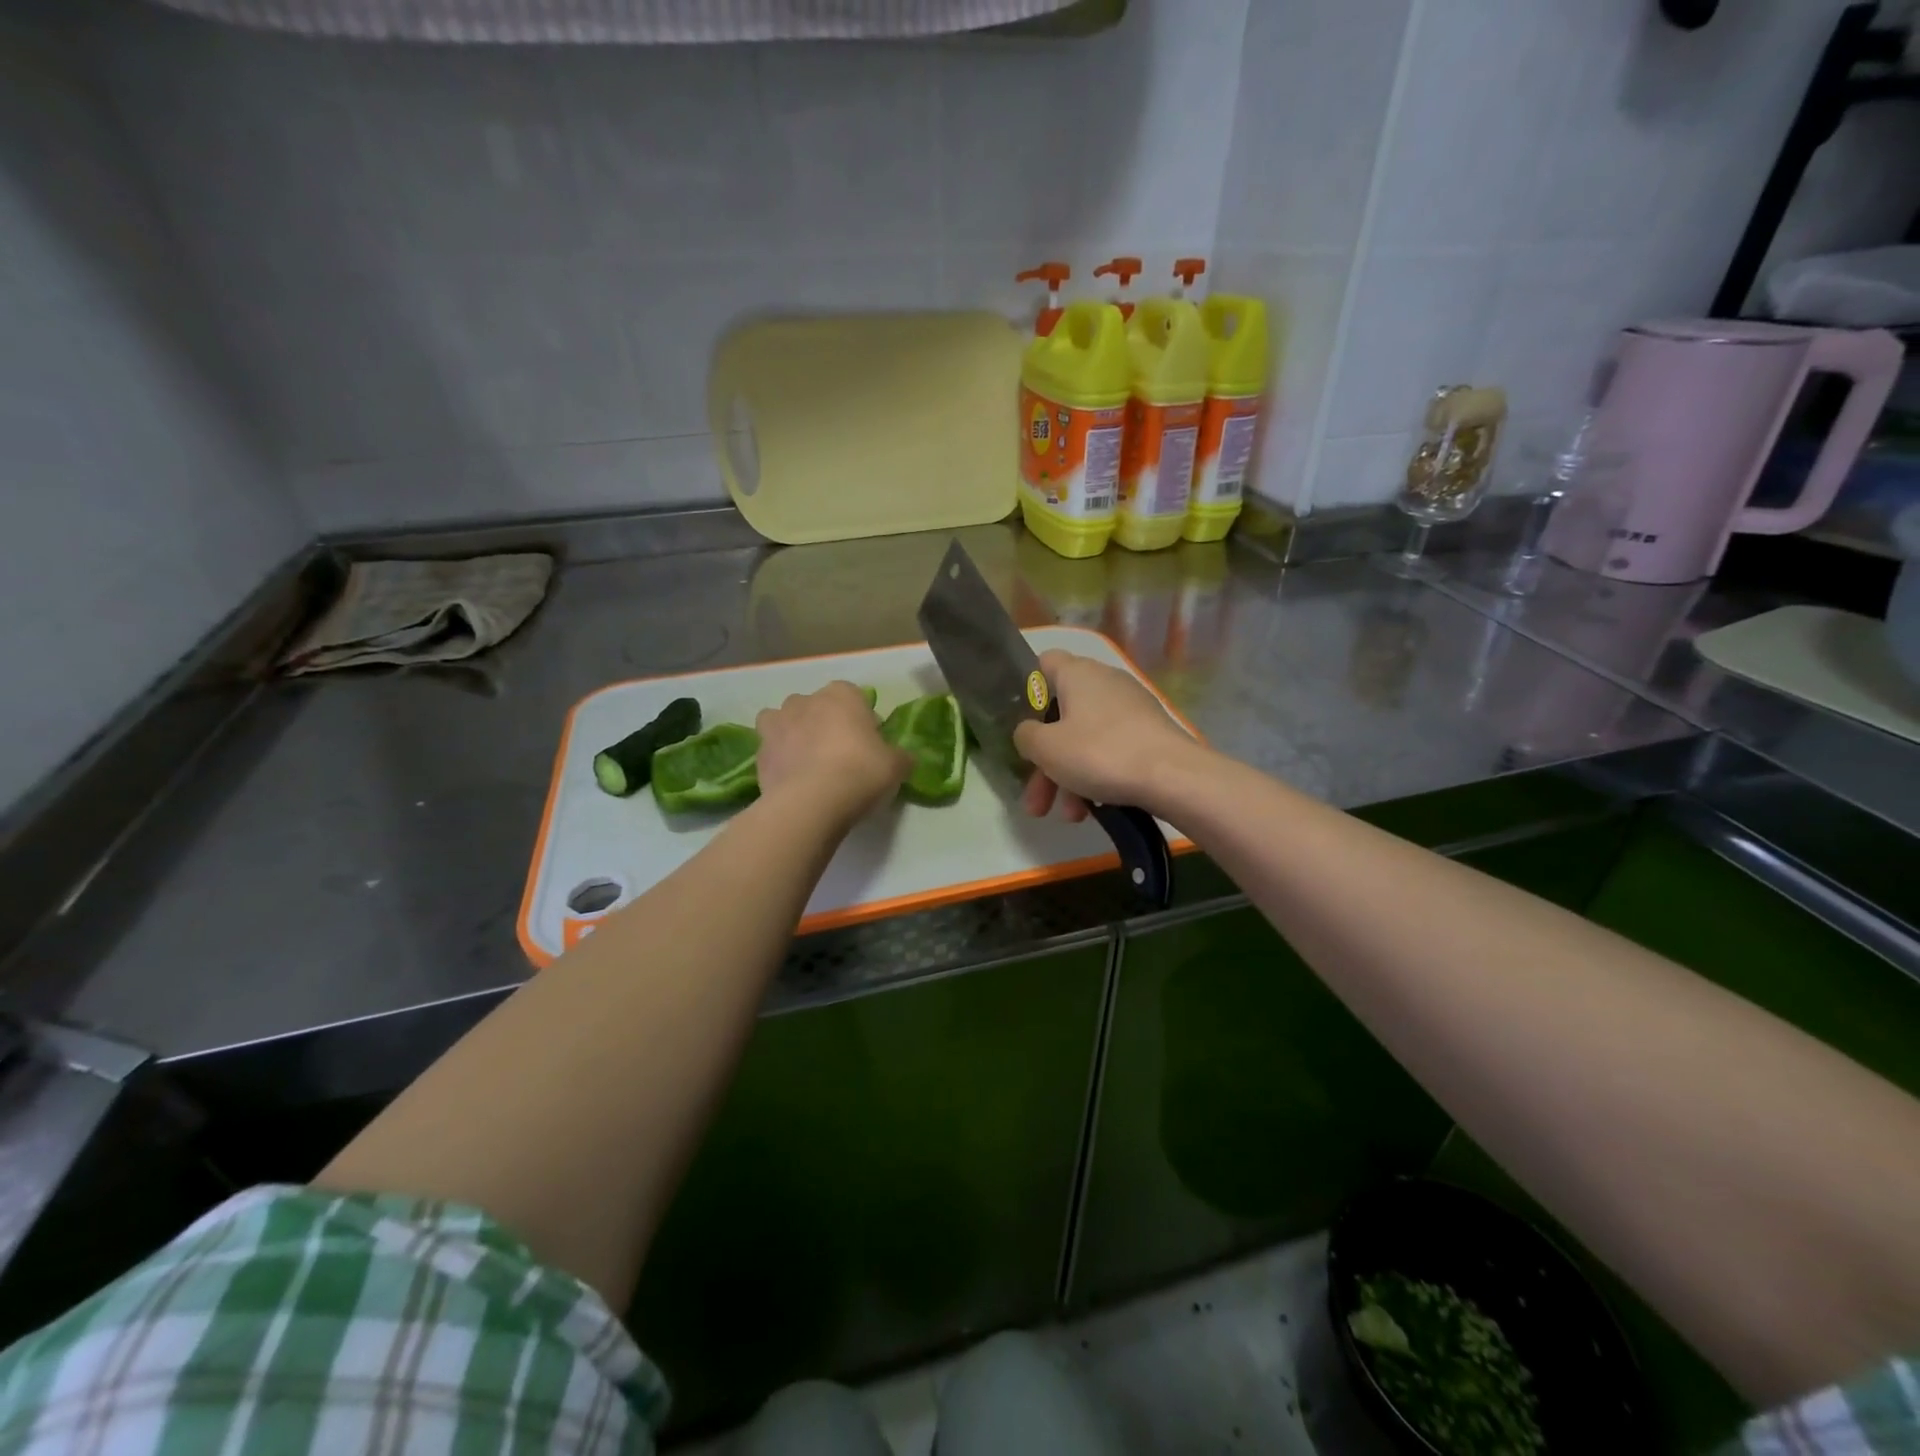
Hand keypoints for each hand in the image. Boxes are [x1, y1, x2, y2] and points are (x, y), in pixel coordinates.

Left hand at [755, 681, 907, 826]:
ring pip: (784, 720)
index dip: (861, 718)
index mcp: (841, 695)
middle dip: (824, 722)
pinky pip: (771, 750)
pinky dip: (779, 760)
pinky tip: (792, 781)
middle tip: (840, 754)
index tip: (869, 742)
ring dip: (793, 734)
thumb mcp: (896, 766)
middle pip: (816, 706)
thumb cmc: (860, 772)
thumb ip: (900, 757)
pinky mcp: (759, 752)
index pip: (853, 695)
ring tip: (808, 762)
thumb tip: (904, 759)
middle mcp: (806, 701)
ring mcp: (777, 724)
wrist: (811, 803)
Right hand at [1014, 651, 1204, 822]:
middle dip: (1045, 761)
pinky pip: (1111, 750)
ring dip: (1069, 777)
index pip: (1043, 664)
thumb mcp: (1046, 748)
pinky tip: (1095, 809)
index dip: (1026, 689)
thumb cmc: (1101, 753)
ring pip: (1085, 739)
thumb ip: (1025, 736)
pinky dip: (1097, 776)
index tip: (1019, 722)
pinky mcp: (1149, 733)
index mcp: (1078, 674)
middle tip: (1036, 800)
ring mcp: (1130, 708)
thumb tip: (1028, 732)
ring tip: (1069, 816)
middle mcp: (1105, 682)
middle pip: (1061, 716)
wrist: (1174, 776)